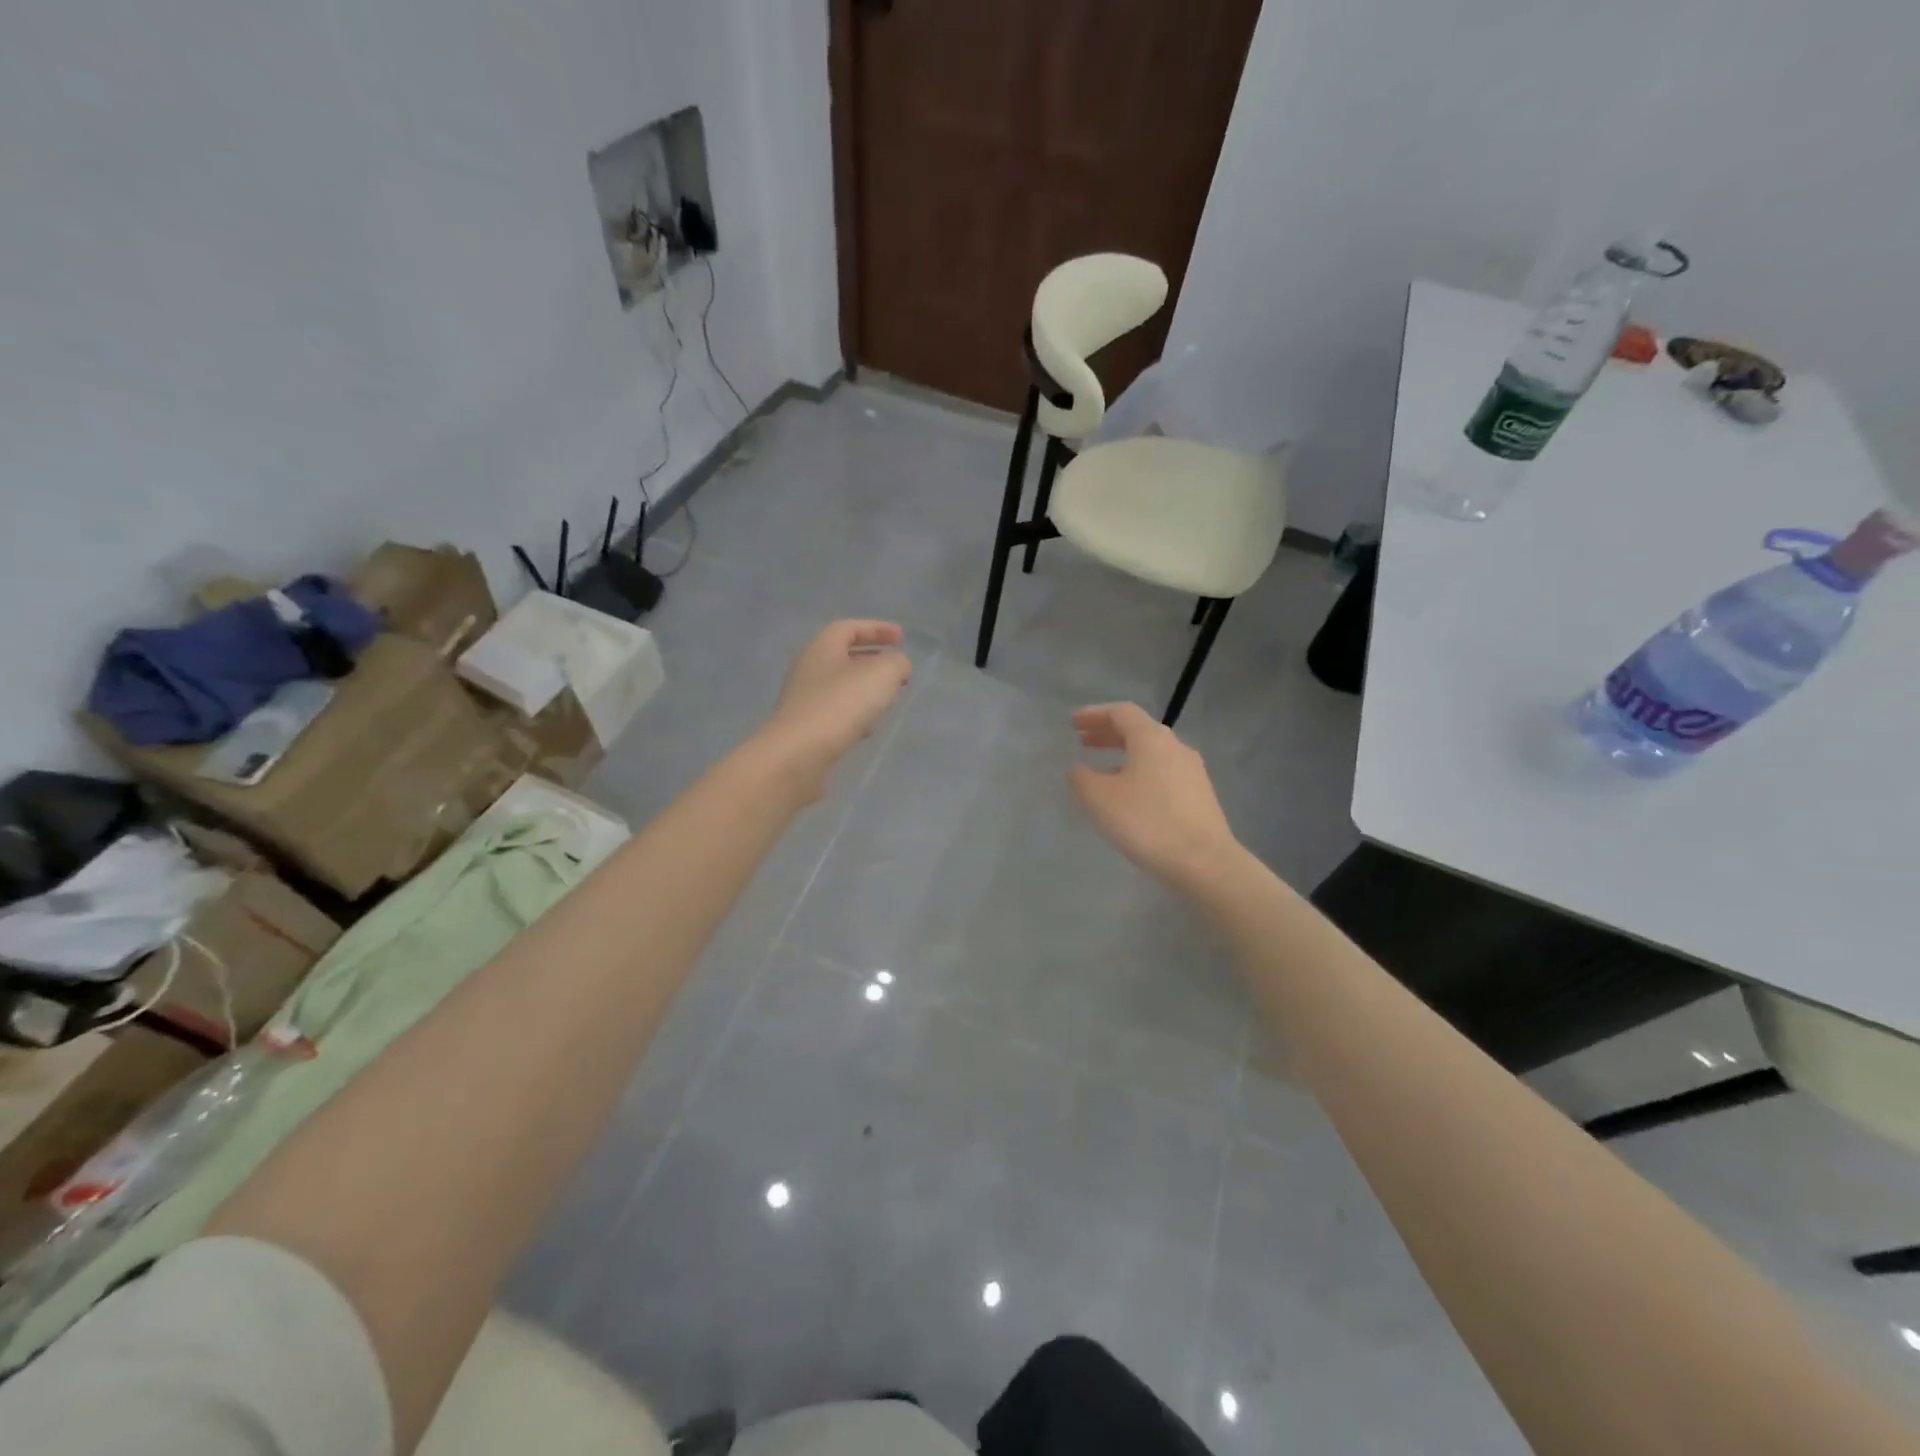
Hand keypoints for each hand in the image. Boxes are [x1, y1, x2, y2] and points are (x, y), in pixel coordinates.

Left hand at [757, 620, 911, 798]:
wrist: (797, 755)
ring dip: (865, 690)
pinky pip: (835, 713)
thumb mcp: (881, 674)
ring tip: (888, 700)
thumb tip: (898, 665)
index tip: (902, 637)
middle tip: (898, 671)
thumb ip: (896, 663)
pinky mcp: (805, 729)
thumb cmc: (840, 705)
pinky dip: (854, 715)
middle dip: (873, 661)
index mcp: (822, 648)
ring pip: (840, 687)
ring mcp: (803, 701)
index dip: (876, 629)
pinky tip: (867, 729)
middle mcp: (808, 670)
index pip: (849, 628)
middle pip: (843, 657)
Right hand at [1069, 703, 1238, 887]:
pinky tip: (1129, 794)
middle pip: (1137, 729)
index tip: (1073, 723)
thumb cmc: (1147, 822)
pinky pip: (1162, 771)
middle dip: (1107, 733)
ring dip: (1123, 754)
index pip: (1120, 712)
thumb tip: (1078, 769)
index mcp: (1151, 738)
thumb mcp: (1101, 799)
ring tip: (1101, 770)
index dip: (1094, 714)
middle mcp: (1174, 746)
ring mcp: (1191, 770)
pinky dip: (1139, 771)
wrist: (1204, 861)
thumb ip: (1082, 778)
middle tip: (1082, 741)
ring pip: (1151, 751)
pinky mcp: (1199, 793)